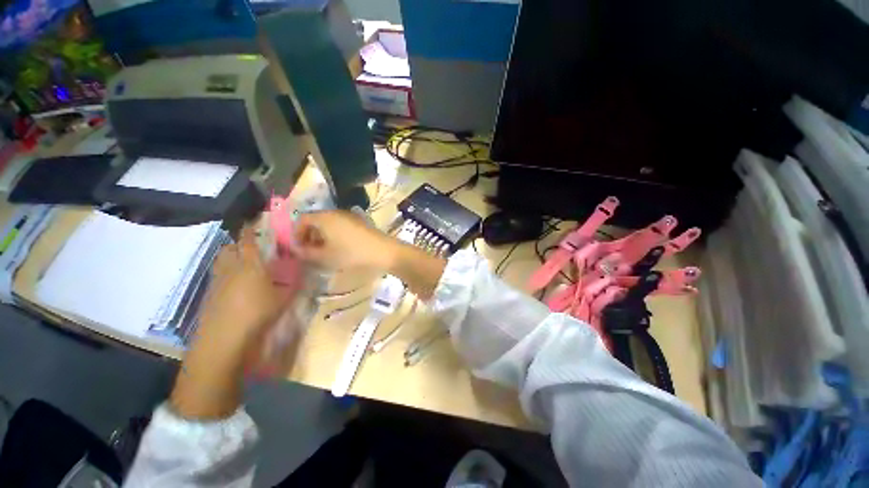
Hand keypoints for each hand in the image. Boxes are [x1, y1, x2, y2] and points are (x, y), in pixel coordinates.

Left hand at [199, 227, 289, 340]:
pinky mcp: (209, 293)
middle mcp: (231, 267)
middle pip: (229, 247)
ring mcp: (217, 280)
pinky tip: (234, 284)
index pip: (248, 241)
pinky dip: (224, 272)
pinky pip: (217, 275)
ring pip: (220, 260)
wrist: (225, 336)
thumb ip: (293, 281)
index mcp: (251, 264)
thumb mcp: (284, 296)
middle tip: (250, 246)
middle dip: (237, 243)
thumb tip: (302, 270)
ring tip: (241, 263)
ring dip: (229, 257)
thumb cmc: (258, 312)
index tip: (251, 222)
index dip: (249, 230)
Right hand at [293, 210, 398, 269]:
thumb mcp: (326, 256)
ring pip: (328, 223)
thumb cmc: (351, 253)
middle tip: (310, 251)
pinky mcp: (358, 222)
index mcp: (324, 217)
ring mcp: (349, 216)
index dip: (297, 233)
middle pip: (316, 220)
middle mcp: (335, 212)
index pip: (302, 219)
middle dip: (309, 235)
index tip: (299, 248)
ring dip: (322, 236)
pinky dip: (334, 234)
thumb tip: (297, 250)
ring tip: (324, 251)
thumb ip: (307, 253)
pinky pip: (340, 225)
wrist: (382, 251)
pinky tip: (339, 248)